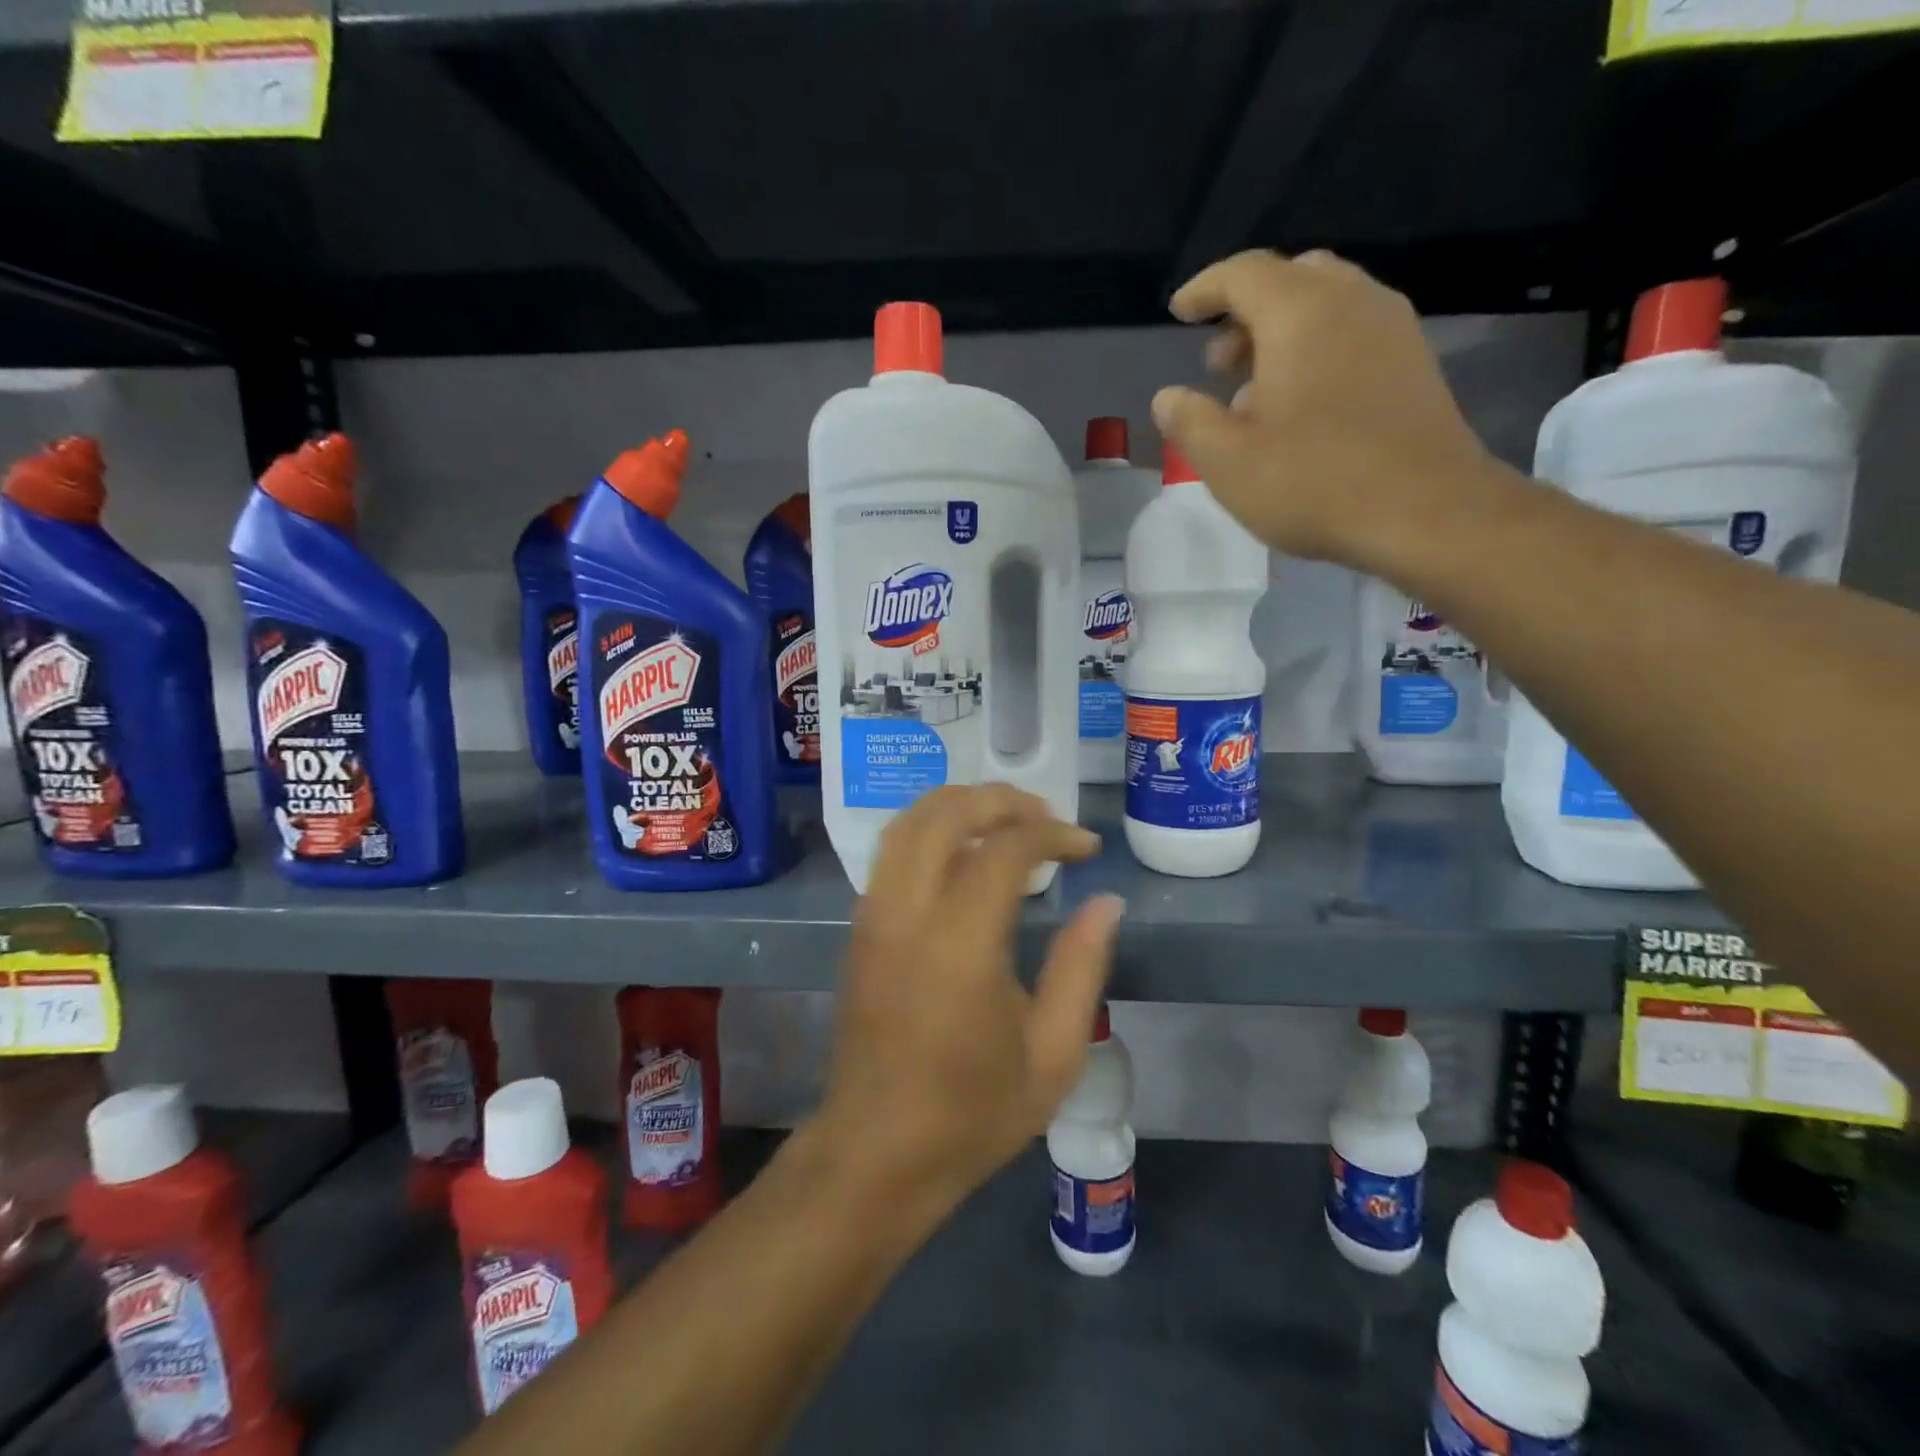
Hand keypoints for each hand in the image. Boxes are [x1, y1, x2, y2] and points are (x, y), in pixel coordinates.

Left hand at [815, 785, 1123, 1214]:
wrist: (876, 1152)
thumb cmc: (972, 1112)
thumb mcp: (1052, 1053)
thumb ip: (1081, 966)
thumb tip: (1106, 901)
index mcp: (959, 944)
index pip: (1005, 850)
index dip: (1052, 835)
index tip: (1085, 847)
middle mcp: (906, 913)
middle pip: (946, 813)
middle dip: (1001, 800)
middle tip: (1045, 818)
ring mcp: (873, 916)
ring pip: (908, 822)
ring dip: (959, 806)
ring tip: (1006, 822)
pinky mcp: (859, 927)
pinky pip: (892, 850)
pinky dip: (931, 829)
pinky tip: (963, 851)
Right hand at [1151, 249, 1504, 567]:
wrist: (1426, 512)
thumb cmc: (1313, 482)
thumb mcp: (1227, 462)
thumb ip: (1189, 422)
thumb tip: (1168, 397)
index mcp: (1300, 313)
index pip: (1243, 273)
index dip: (1205, 289)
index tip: (1179, 312)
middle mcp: (1352, 301)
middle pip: (1291, 278)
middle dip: (1245, 312)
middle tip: (1218, 364)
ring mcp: (1392, 329)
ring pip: (1326, 304)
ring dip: (1281, 334)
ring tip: (1254, 392)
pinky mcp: (1414, 363)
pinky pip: (1353, 333)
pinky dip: (1316, 350)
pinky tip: (1301, 406)